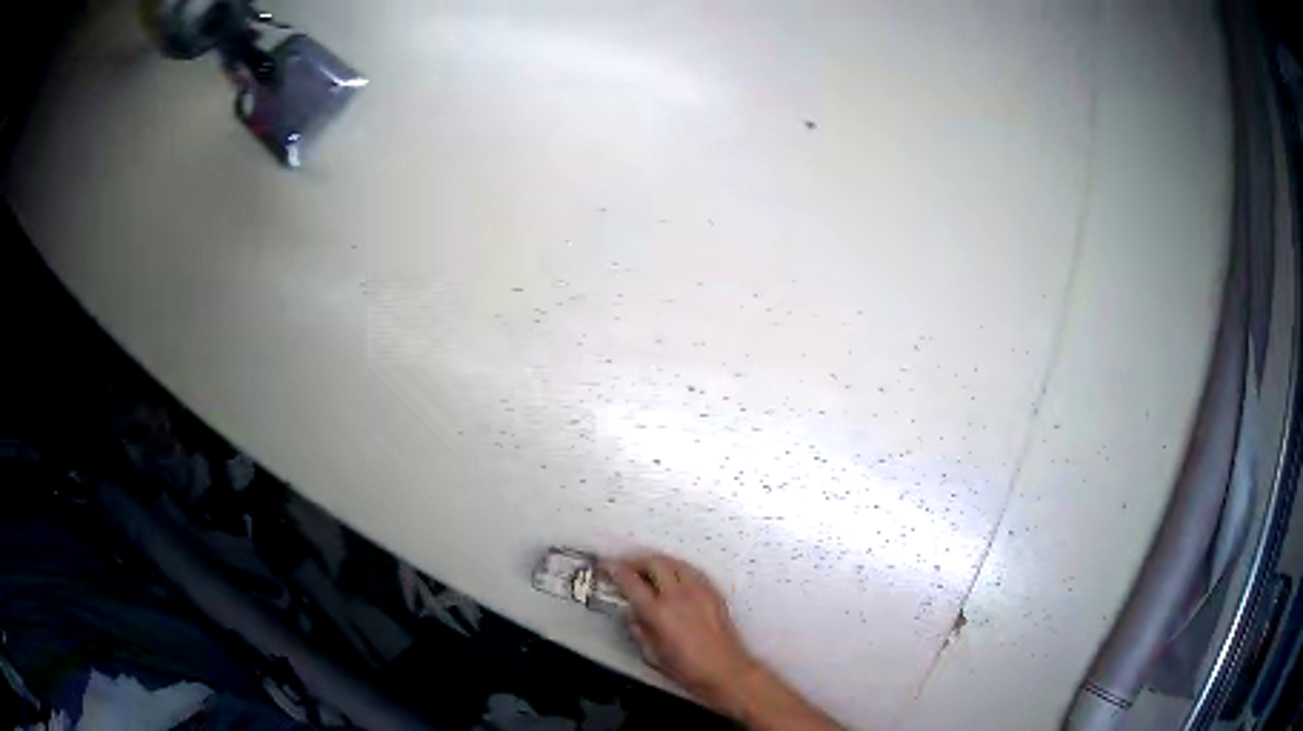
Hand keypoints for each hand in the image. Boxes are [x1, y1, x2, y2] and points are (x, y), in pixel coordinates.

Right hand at [601, 553, 759, 711]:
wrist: (727, 671)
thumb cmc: (688, 669)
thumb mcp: (653, 655)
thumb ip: (640, 631)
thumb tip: (633, 616)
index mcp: (659, 612)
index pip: (631, 582)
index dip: (615, 569)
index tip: (605, 564)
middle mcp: (679, 596)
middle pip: (654, 563)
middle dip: (636, 561)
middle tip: (626, 567)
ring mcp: (699, 591)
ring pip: (675, 562)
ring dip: (658, 561)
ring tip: (648, 569)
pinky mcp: (714, 593)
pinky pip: (692, 571)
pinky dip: (678, 568)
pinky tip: (675, 577)